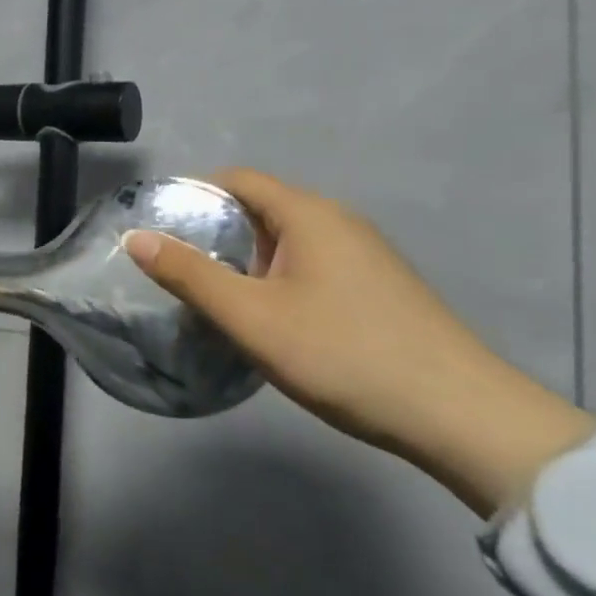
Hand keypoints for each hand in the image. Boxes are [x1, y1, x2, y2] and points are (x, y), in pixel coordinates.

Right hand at [125, 170, 595, 515]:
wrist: (460, 416)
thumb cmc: (344, 354)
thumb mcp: (252, 318)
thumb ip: (189, 276)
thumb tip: (135, 238)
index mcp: (308, 214)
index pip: (238, 180)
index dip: (193, 194)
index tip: (160, 226)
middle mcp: (339, 221)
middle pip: (262, 207)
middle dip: (215, 231)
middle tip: (177, 268)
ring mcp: (366, 254)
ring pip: (288, 240)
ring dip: (246, 258)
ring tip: (214, 296)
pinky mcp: (380, 287)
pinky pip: (313, 264)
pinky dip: (278, 277)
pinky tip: (271, 318)